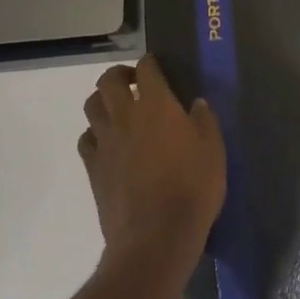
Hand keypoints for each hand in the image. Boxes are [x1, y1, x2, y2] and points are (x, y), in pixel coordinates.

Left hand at [77, 56, 225, 260]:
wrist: (155, 236)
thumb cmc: (193, 188)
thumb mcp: (214, 152)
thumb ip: (205, 122)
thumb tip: (196, 103)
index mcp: (157, 105)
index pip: (147, 69)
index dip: (151, 63)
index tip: (158, 66)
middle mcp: (125, 116)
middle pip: (108, 81)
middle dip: (120, 75)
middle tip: (134, 83)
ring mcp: (105, 142)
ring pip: (91, 106)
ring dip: (103, 100)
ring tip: (118, 109)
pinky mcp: (92, 167)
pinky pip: (86, 139)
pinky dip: (94, 133)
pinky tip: (108, 143)